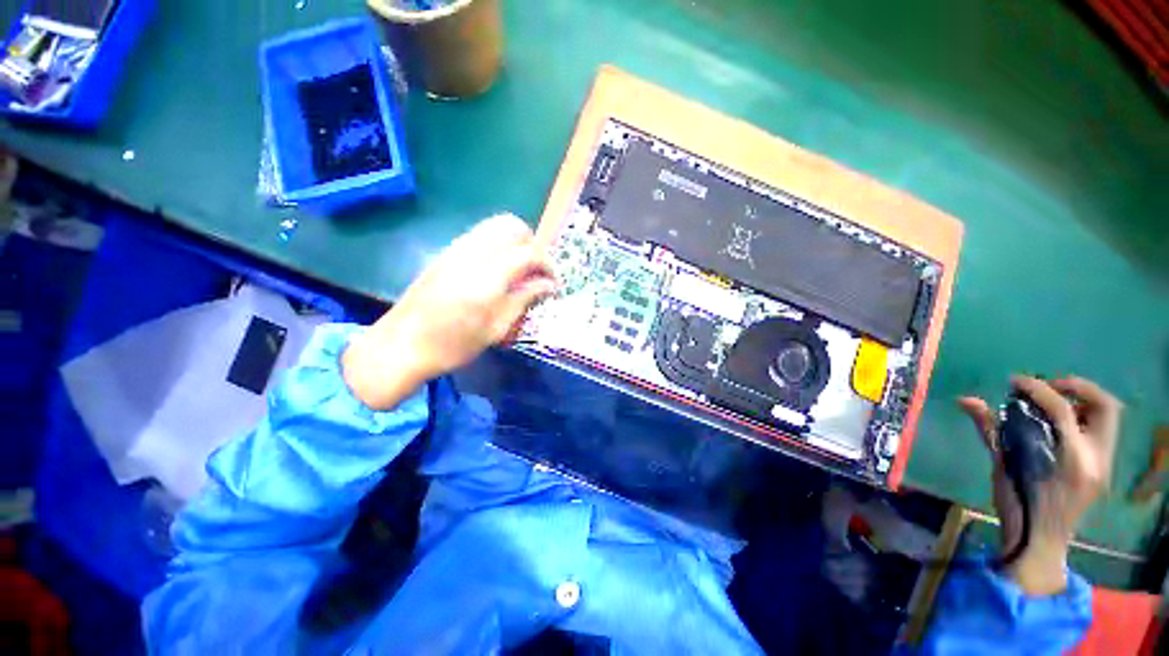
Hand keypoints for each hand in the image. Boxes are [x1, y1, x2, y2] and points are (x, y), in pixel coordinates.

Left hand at [342, 214, 555, 409]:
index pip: (528, 253)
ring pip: (494, 225)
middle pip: (511, 226)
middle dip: (531, 243)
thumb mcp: (496, 329)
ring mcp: (454, 250)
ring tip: (519, 269)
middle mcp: (471, 255)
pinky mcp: (445, 253)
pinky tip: (497, 270)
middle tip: (535, 270)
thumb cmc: (453, 346)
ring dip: (514, 241)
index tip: (553, 281)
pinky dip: (497, 244)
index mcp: (486, 279)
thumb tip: (548, 284)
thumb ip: (523, 299)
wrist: (401, 345)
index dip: (547, 264)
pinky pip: (479, 235)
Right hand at [958, 376, 1121, 594]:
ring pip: (1107, 417)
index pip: (1063, 410)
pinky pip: (1100, 431)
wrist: (1041, 543)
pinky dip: (1081, 419)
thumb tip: (965, 400)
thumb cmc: (1018, 507)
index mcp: (1073, 460)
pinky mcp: (1102, 468)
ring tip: (1052, 404)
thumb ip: (991, 430)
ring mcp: (1104, 464)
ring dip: (1081, 403)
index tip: (1015, 382)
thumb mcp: (1002, 467)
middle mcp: (1096, 458)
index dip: (1038, 389)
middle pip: (1104, 405)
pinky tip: (1058, 425)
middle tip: (1047, 386)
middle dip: (1077, 388)